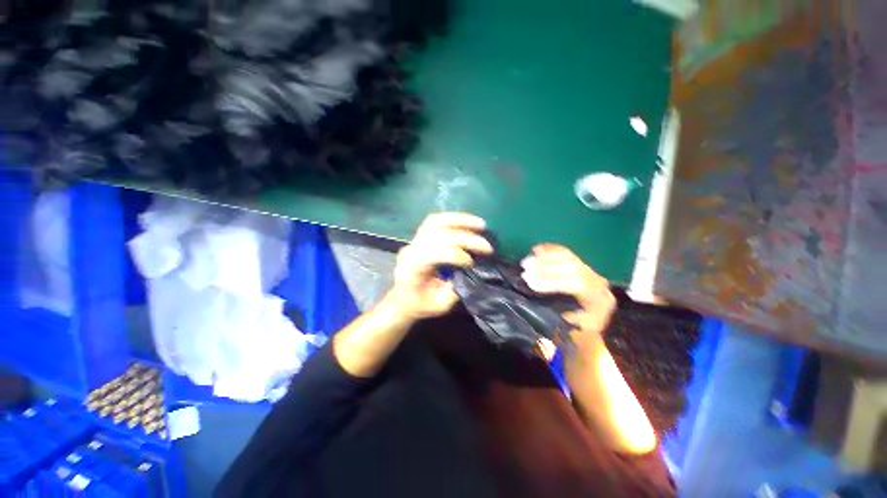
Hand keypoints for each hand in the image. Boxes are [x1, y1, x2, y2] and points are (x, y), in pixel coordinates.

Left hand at [385, 213, 491, 321]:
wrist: (402, 299)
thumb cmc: (420, 305)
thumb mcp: (440, 305)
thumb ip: (456, 288)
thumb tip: (473, 271)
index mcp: (412, 269)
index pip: (434, 254)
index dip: (456, 256)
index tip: (473, 264)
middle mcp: (411, 250)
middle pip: (438, 235)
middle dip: (465, 238)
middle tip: (487, 246)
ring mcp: (414, 240)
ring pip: (435, 222)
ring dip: (460, 221)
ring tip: (481, 224)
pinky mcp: (420, 236)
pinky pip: (436, 221)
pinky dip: (454, 219)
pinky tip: (468, 222)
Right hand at [520, 244, 615, 340]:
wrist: (596, 321)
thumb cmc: (583, 329)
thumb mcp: (576, 330)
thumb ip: (561, 317)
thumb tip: (539, 302)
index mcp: (598, 299)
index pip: (574, 285)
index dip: (551, 282)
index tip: (530, 283)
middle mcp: (597, 281)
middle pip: (571, 268)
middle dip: (545, 267)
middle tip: (524, 268)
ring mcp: (590, 271)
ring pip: (568, 258)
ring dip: (545, 257)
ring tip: (526, 260)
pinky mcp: (582, 264)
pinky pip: (567, 253)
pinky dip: (551, 250)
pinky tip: (536, 250)